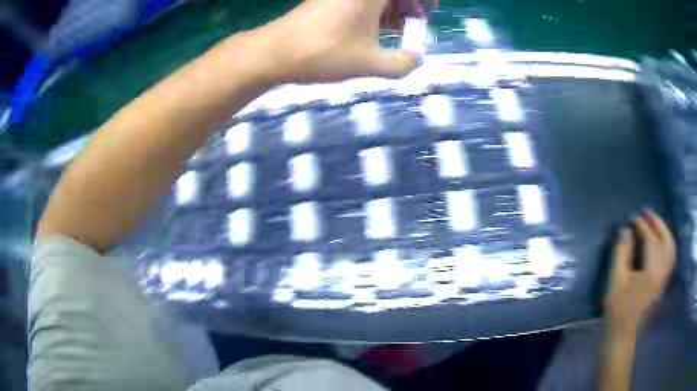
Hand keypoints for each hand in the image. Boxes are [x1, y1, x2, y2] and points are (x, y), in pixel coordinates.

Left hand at [255, 0, 432, 83]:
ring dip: (393, 7)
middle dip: (409, 3)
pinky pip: (362, 0)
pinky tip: (377, 27)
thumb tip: (416, 59)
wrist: (275, 52)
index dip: (423, 0)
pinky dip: (375, 9)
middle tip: (415, 22)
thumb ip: (402, 63)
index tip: (426, 13)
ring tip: (398, 28)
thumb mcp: (370, 63)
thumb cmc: (324, 53)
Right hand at [603, 209, 675, 332]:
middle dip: (657, 222)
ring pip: (670, 247)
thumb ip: (621, 253)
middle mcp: (663, 271)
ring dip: (664, 231)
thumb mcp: (616, 281)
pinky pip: (670, 256)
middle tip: (646, 212)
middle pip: (665, 239)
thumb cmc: (618, 310)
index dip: (641, 226)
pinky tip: (662, 241)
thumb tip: (625, 229)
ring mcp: (664, 277)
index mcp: (652, 271)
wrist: (623, 335)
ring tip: (655, 222)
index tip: (631, 218)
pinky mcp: (663, 282)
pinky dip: (668, 244)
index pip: (650, 239)